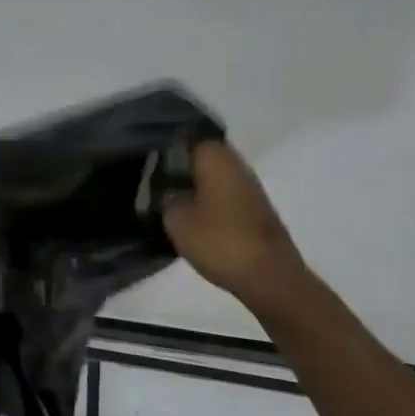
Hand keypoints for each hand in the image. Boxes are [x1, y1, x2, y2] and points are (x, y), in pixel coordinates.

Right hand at [163, 140, 309, 307]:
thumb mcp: (175, 219)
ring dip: (193, 182)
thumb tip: (166, 190)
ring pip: (213, 174)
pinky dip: (207, 198)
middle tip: (150, 176)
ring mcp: (249, 186)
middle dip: (178, 163)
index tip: (144, 156)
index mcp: (215, 157)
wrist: (271, 279)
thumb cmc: (220, 241)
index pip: (185, 136)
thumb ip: (165, 197)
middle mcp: (235, 163)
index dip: (163, 144)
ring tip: (165, 195)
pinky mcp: (256, 209)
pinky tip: (189, 212)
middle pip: (201, 154)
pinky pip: (223, 192)